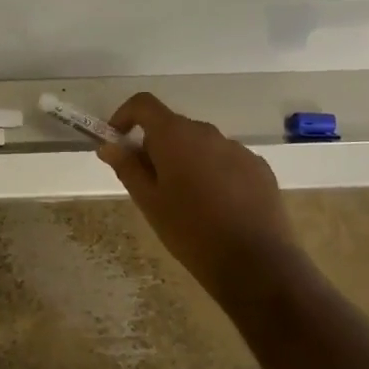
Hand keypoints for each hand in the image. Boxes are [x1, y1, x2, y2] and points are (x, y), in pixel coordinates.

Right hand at [96, 92, 297, 310]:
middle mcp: (208, 132)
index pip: (144, 104)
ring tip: (186, 201)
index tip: (117, 140)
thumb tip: (109, 145)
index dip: (125, 115)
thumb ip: (127, 167)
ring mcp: (238, 149)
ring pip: (201, 145)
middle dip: (156, 146)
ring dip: (187, 160)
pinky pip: (227, 160)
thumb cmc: (190, 231)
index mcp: (175, 135)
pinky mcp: (260, 168)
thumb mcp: (149, 202)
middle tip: (150, 184)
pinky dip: (214, 173)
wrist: (256, 264)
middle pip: (173, 126)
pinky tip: (218, 208)